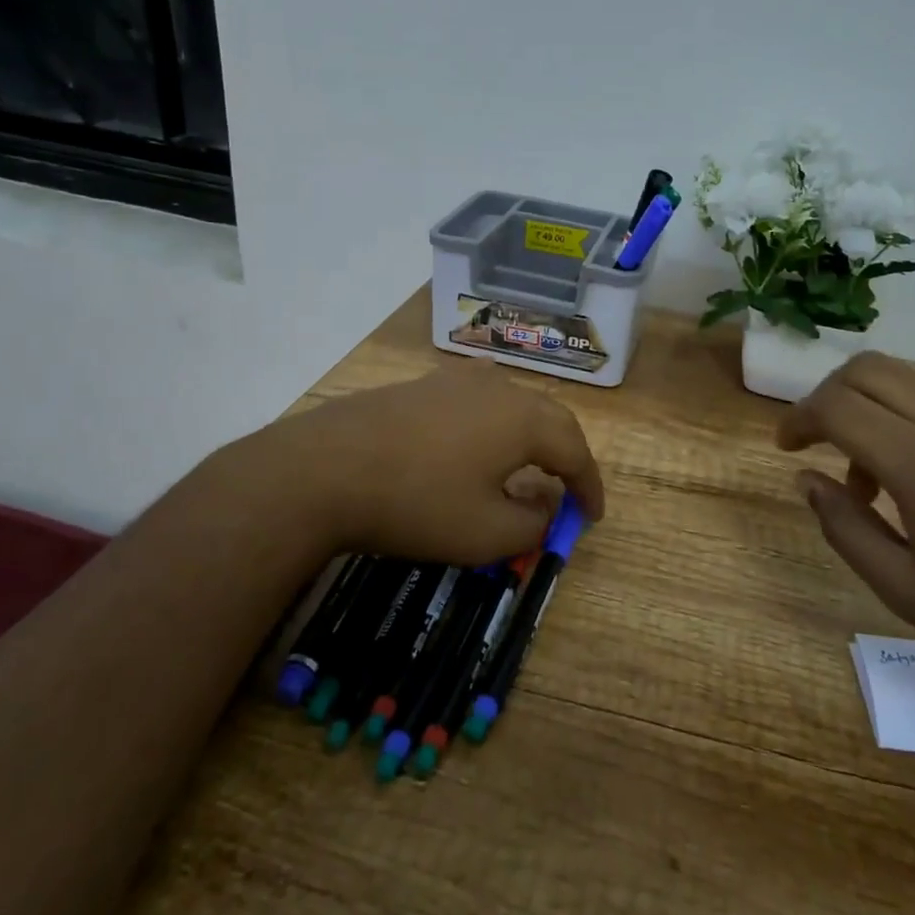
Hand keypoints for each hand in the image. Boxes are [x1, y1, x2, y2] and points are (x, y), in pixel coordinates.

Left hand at [248, 360, 604, 565]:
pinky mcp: (421, 385)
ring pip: (513, 403)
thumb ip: (532, 524)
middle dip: (566, 455)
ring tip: (529, 466)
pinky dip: (494, 427)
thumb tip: (546, 507)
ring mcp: (455, 380)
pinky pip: (477, 402)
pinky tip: (476, 446)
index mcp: (523, 419)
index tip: (591, 517)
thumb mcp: (485, 534)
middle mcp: (497, 388)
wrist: (323, 469)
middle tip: (569, 490)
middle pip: (548, 418)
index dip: (589, 486)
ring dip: (530, 436)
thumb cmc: (417, 503)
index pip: (575, 450)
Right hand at [778, 352, 914, 721]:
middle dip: (830, 396)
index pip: (837, 405)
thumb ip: (845, 528)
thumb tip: (806, 480)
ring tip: (882, 476)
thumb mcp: (908, 593)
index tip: (787, 448)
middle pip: (870, 368)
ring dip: (877, 408)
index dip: (799, 418)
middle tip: (823, 444)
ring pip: (914, 378)